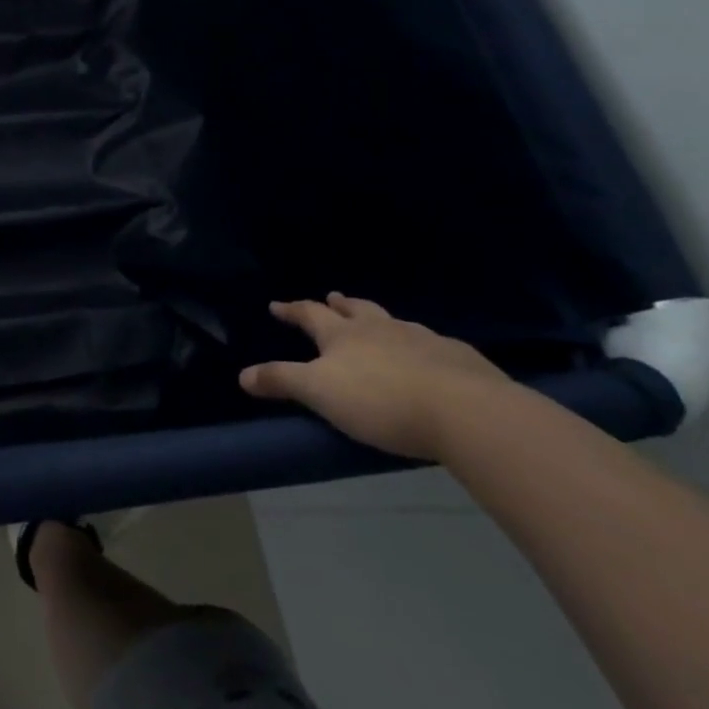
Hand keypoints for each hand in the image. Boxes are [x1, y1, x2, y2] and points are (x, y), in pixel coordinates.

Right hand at [240, 293, 512, 460]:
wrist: (466, 411)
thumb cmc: (381, 400)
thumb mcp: (319, 392)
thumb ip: (282, 381)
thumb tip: (242, 375)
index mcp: (343, 334)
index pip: (310, 315)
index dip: (292, 311)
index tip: (277, 306)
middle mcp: (380, 328)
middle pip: (355, 309)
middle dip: (339, 304)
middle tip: (331, 298)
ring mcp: (422, 339)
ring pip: (393, 322)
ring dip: (379, 320)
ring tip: (376, 323)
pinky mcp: (458, 358)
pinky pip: (432, 344)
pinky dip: (420, 344)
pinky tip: (427, 356)